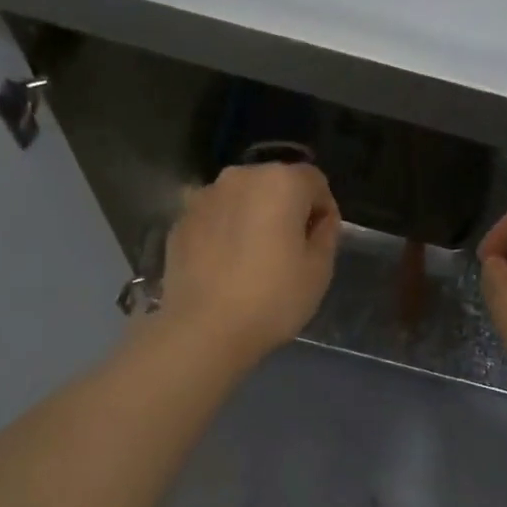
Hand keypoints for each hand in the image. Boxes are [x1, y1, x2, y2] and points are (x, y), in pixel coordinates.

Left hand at [157, 162, 341, 366]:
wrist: (204, 330)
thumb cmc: (272, 299)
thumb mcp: (319, 270)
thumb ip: (326, 234)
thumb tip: (319, 220)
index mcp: (280, 182)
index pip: (314, 181)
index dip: (323, 209)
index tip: (321, 241)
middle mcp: (239, 177)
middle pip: (274, 183)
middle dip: (286, 208)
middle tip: (290, 250)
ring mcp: (203, 197)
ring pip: (241, 199)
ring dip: (253, 218)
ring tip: (254, 258)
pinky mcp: (180, 222)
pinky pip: (214, 219)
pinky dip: (224, 232)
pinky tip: (225, 266)